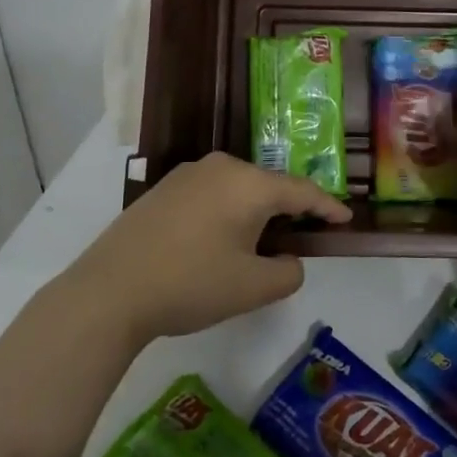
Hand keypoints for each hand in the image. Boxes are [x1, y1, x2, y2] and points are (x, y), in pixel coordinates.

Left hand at [64, 153, 351, 344]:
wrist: (111, 289)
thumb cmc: (190, 284)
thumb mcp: (251, 288)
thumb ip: (287, 273)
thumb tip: (288, 260)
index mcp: (249, 184)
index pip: (300, 191)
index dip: (327, 206)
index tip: (345, 218)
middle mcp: (221, 167)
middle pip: (268, 185)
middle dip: (289, 208)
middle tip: (303, 233)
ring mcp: (189, 174)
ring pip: (238, 188)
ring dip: (255, 210)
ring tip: (262, 240)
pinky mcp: (165, 188)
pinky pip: (212, 193)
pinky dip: (227, 211)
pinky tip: (221, 238)